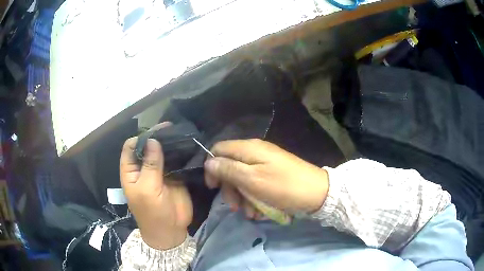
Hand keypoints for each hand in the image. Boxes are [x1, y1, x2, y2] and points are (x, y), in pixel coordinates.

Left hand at [120, 123, 191, 249]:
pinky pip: (175, 162)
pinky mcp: (173, 176)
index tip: (155, 131)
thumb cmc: (152, 212)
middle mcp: (143, 169)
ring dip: (169, 144)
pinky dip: (179, 154)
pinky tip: (186, 145)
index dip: (141, 138)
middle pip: (147, 147)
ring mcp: (159, 172)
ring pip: (161, 153)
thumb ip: (150, 165)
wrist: (170, 231)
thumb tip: (152, 140)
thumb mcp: (147, 189)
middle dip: (156, 137)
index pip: (131, 147)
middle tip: (170, 128)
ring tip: (179, 133)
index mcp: (131, 171)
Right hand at [204, 139, 328, 215]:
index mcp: (248, 148)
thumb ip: (228, 169)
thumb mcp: (252, 180)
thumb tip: (209, 161)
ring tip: (251, 213)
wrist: (317, 192)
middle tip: (234, 207)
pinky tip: (260, 211)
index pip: (219, 149)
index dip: (212, 167)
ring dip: (243, 198)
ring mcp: (265, 163)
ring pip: (243, 179)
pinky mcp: (273, 174)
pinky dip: (255, 198)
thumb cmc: (283, 187)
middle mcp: (255, 152)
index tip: (213, 187)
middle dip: (230, 188)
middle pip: (230, 167)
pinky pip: (256, 184)